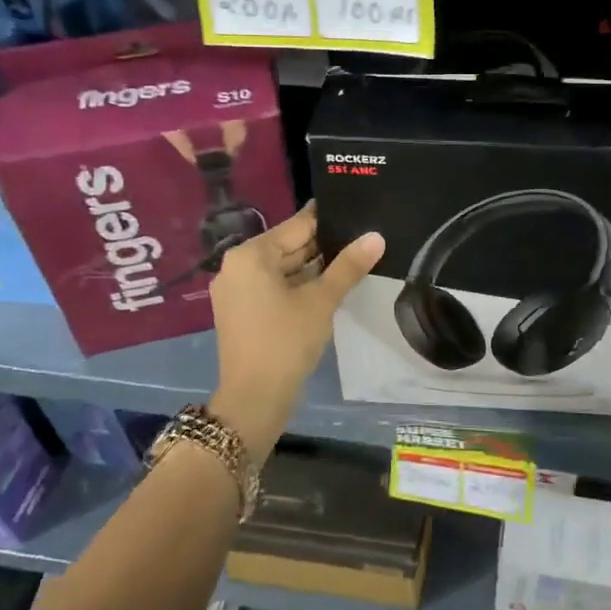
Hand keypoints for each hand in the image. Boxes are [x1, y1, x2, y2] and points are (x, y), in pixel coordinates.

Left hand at [208, 203, 383, 453]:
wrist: (254, 399)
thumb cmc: (286, 341)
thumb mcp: (322, 300)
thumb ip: (348, 266)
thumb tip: (376, 236)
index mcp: (250, 255)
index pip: (296, 226)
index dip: (327, 220)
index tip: (355, 210)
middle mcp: (236, 266)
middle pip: (287, 246)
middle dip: (322, 246)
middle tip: (361, 238)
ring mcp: (235, 290)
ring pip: (281, 268)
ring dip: (312, 267)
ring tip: (351, 260)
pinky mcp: (240, 311)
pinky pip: (273, 286)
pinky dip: (297, 285)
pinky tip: (328, 286)